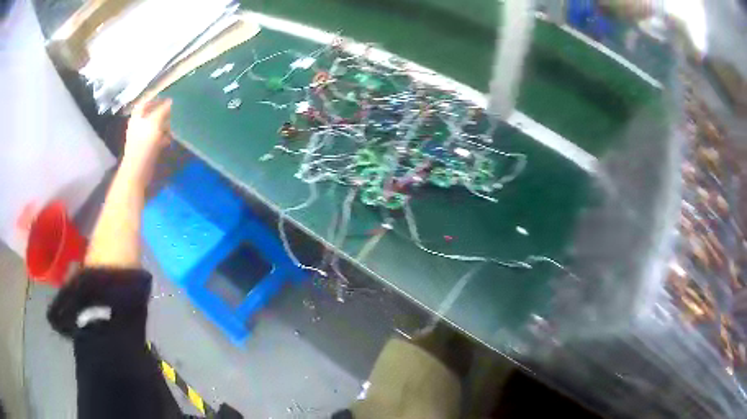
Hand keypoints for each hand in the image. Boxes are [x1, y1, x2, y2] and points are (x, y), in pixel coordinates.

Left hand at [122, 98, 172, 182]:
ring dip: (167, 122)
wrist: (137, 172)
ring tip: (178, 120)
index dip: (158, 95)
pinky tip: (174, 136)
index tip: (171, 94)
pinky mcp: (149, 147)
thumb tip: (173, 100)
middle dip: (165, 109)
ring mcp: (144, 136)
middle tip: (178, 107)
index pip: (148, 99)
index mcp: (138, 115)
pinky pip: (159, 136)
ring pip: (157, 123)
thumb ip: (164, 109)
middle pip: (153, 111)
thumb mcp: (154, 123)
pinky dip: (167, 134)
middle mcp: (140, 123)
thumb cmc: (143, 145)